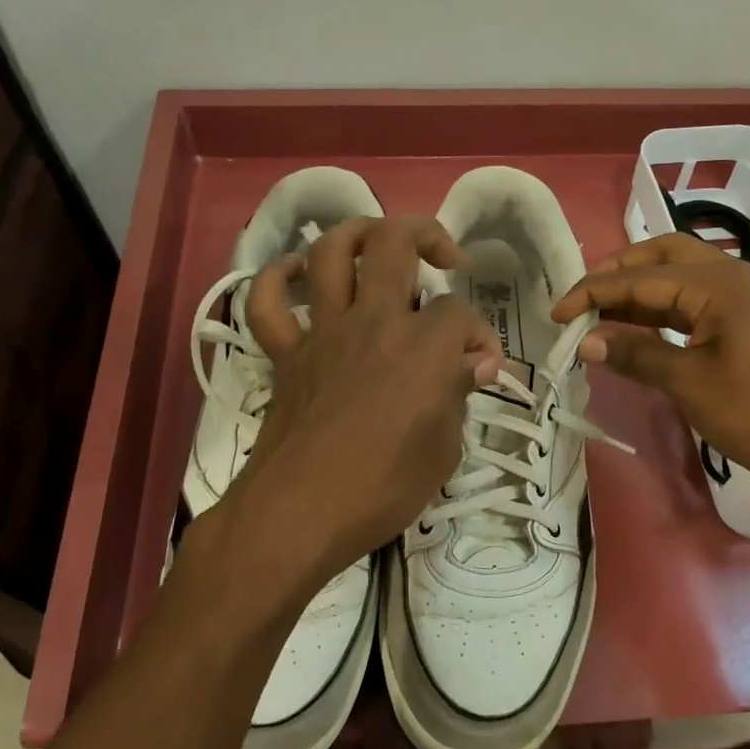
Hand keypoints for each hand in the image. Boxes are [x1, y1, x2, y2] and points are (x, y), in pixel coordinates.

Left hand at [203, 217, 501, 601]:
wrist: (300, 514)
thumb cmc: (383, 489)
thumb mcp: (444, 450)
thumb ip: (459, 394)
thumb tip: (476, 363)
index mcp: (423, 347)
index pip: (461, 315)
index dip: (480, 334)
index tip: (482, 366)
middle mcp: (373, 322)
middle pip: (396, 243)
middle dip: (428, 235)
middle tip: (445, 259)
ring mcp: (323, 332)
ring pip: (330, 252)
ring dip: (356, 234)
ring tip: (377, 244)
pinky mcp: (286, 353)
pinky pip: (267, 302)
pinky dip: (277, 279)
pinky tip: (296, 275)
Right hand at [550, 233, 749, 528]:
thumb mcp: (687, 383)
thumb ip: (635, 354)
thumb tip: (585, 343)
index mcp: (722, 284)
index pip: (643, 278)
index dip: (594, 292)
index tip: (557, 313)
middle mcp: (738, 276)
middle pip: (667, 255)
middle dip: (620, 272)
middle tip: (583, 298)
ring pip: (684, 275)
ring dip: (642, 290)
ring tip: (602, 313)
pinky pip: (700, 299)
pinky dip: (666, 308)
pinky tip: (639, 327)